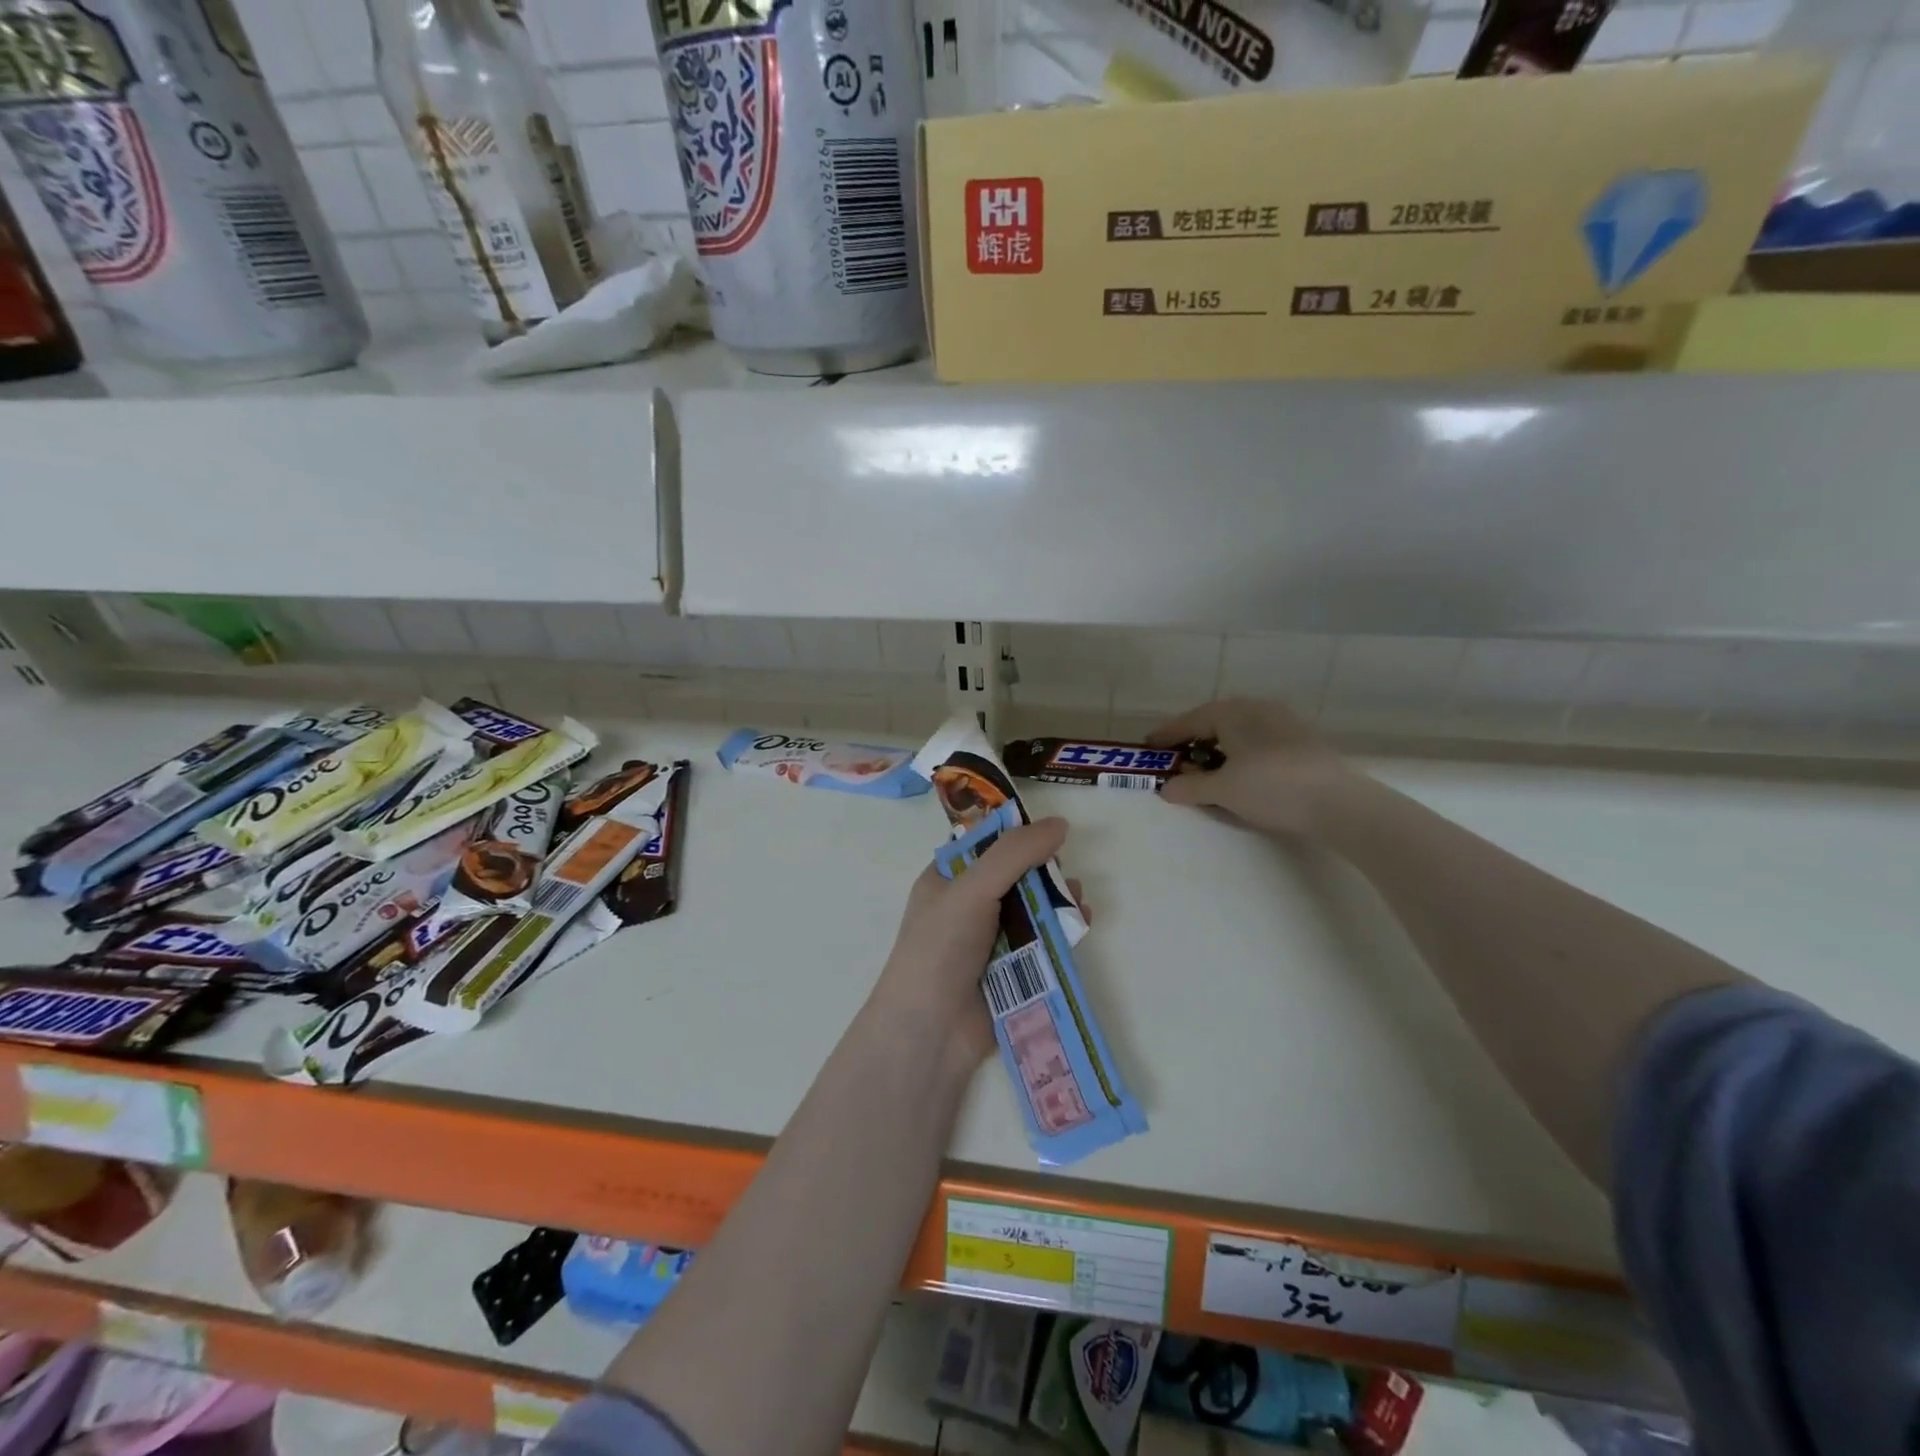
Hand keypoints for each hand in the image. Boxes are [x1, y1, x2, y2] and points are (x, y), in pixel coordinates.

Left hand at [870, 818, 1070, 1068]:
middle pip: (1016, 875)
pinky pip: (1044, 940)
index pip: (985, 844)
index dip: (1017, 835)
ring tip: (1076, 900)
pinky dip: (1063, 930)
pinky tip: (1081, 924)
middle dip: (1044, 870)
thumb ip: (1015, 853)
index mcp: (948, 879)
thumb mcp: (973, 888)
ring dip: (1058, 899)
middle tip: (1062, 871)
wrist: (932, 1030)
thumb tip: (1060, 824)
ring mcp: (991, 939)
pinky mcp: (1013, 970)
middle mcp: (968, 905)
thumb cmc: (942, 947)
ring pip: (1034, 907)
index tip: (1050, 832)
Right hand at [1148, 699, 1361, 837]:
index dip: (1166, 736)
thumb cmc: (1271, 787)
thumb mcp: (1222, 790)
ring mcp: (1283, 721)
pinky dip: (1240, 754)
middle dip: (1193, 741)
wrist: (1340, 803)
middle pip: (1214, 722)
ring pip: (1239, 731)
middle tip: (1176, 760)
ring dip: (1218, 749)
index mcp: (1233, 713)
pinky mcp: (1302, 740)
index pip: (1189, 721)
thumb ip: (1189, 787)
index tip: (1148, 747)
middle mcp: (1257, 708)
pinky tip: (1241, 774)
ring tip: (1207, 770)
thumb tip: (1166, 788)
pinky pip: (1258, 741)